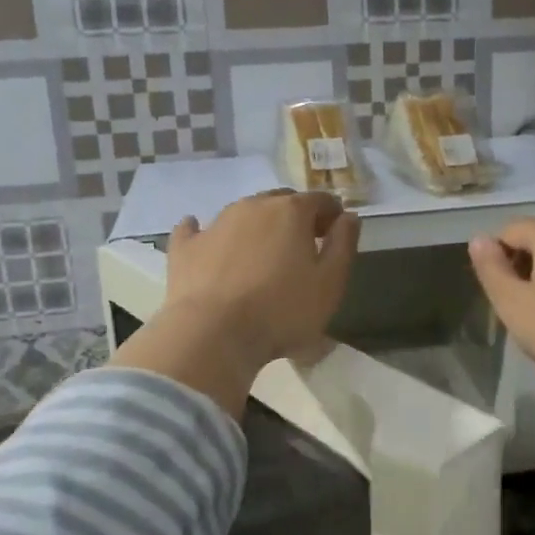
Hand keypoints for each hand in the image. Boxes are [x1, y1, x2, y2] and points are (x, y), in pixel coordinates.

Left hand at [166, 189, 360, 367]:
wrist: (214, 334)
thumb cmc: (282, 311)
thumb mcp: (330, 283)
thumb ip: (344, 244)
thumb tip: (349, 216)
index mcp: (291, 211)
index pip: (320, 200)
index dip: (331, 214)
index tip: (335, 233)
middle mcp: (253, 206)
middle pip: (280, 201)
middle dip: (295, 216)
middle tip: (302, 245)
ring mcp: (215, 223)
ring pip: (243, 213)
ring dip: (257, 225)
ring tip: (262, 253)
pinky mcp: (186, 247)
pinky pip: (196, 230)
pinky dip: (204, 232)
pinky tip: (203, 238)